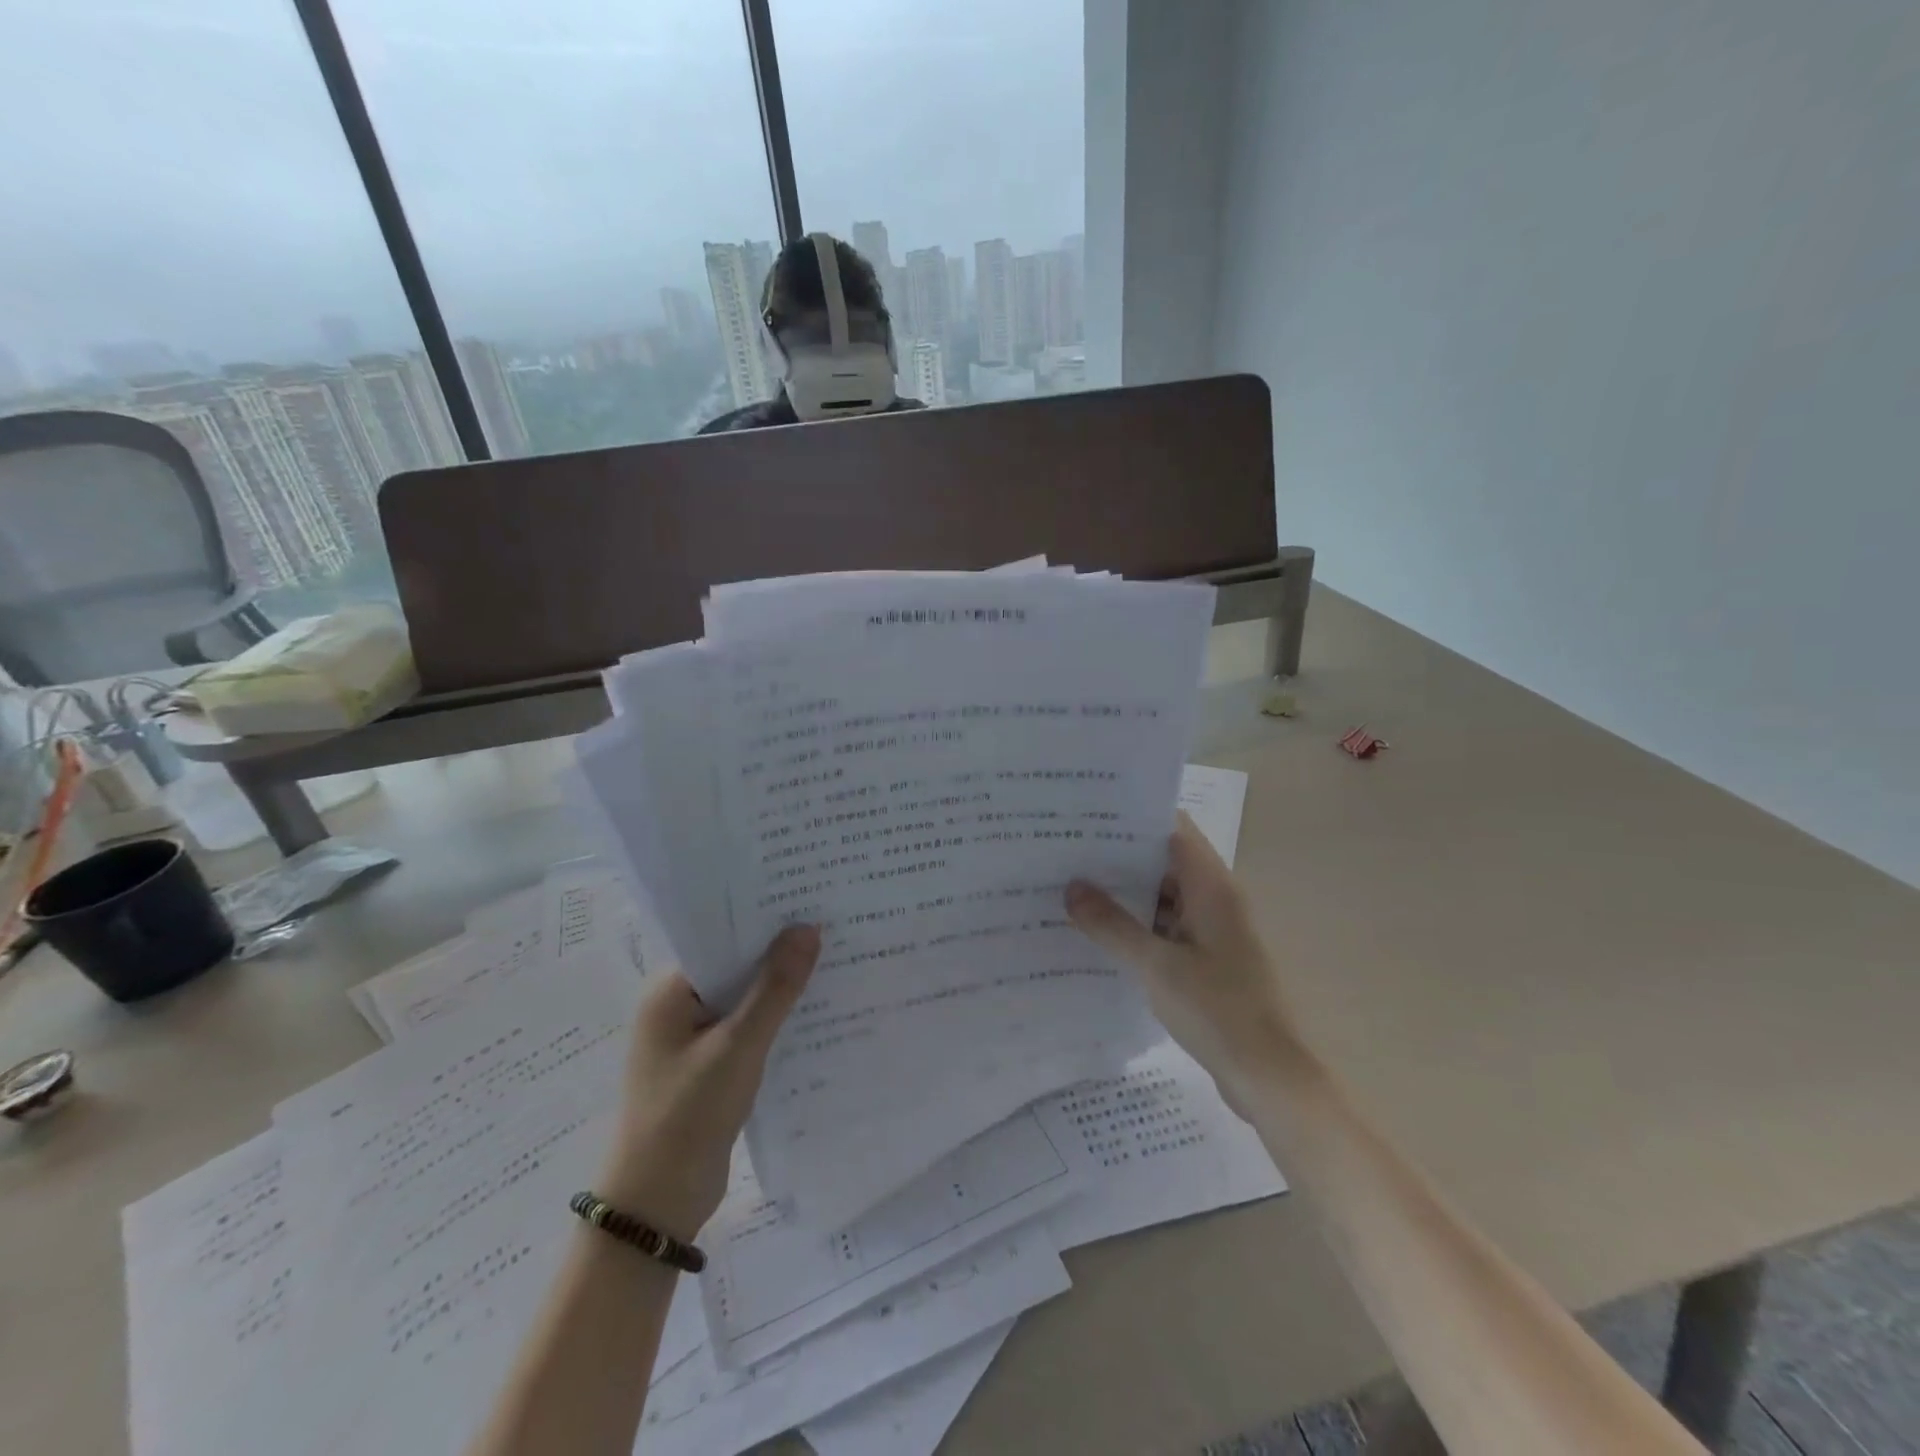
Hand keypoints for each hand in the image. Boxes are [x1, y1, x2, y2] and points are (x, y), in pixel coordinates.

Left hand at [598, 925, 820, 1240]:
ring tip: (834, 958)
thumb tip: (807, 928)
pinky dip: (775, 1019)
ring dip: (780, 986)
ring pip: (745, 997)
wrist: (657, 1207)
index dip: (763, 918)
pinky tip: (815, 1010)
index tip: (808, 899)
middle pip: (735, 964)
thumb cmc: (687, 1117)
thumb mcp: (738, 1047)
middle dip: (778, 951)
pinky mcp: (710, 1065)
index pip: (721, 936)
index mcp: (670, 991)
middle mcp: (678, 1006)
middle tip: (831, 924)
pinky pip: (748, 1027)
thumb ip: (774, 988)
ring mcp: (693, 1037)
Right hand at [1066, 814, 1300, 1095]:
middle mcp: (1215, 900)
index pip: (1173, 829)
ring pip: (1164, 898)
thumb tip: (1072, 887)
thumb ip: (1112, 925)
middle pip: (1165, 862)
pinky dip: (1138, 927)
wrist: (1269, 1076)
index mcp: (1212, 888)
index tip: (1090, 814)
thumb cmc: (1218, 1010)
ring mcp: (1212, 931)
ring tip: (1073, 889)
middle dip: (1119, 857)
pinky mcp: (1207, 960)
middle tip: (1067, 852)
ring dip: (1126, 895)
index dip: (1134, 817)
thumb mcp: (1157, 966)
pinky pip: (1167, 929)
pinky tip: (1100, 934)